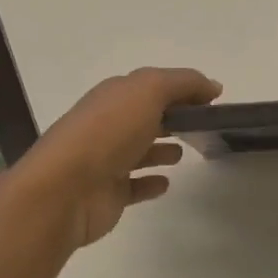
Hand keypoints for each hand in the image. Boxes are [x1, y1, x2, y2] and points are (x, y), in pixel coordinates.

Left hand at [6, 67, 221, 251]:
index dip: (182, 88)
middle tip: (204, 124)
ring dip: (161, 148)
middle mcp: (109, 123)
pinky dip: (150, 182)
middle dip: (172, 115)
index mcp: (115, 95)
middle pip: (145, 115)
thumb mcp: (148, 91)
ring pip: (139, 149)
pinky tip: (166, 183)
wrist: (64, 190)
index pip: (153, 84)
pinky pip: (134, 185)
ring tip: (185, 152)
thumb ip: (182, 83)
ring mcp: (106, 160)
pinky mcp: (108, 193)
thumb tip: (212, 86)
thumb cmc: (108, 132)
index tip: (213, 99)